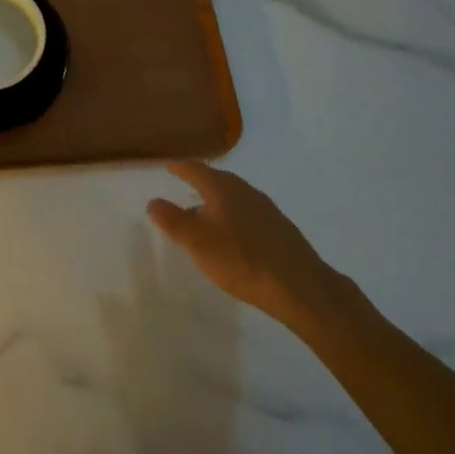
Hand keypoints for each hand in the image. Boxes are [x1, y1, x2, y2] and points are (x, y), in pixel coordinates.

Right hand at [148, 162, 347, 332]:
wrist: (301, 288)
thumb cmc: (242, 260)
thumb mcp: (198, 242)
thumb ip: (173, 220)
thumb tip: (153, 200)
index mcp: (222, 187)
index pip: (195, 169)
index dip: (180, 167)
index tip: (168, 165)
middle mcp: (244, 190)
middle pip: (217, 179)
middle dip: (199, 182)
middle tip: (183, 186)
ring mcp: (266, 208)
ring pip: (234, 196)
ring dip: (217, 201)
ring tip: (205, 214)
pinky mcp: (280, 229)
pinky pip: (248, 213)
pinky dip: (234, 216)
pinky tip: (234, 235)